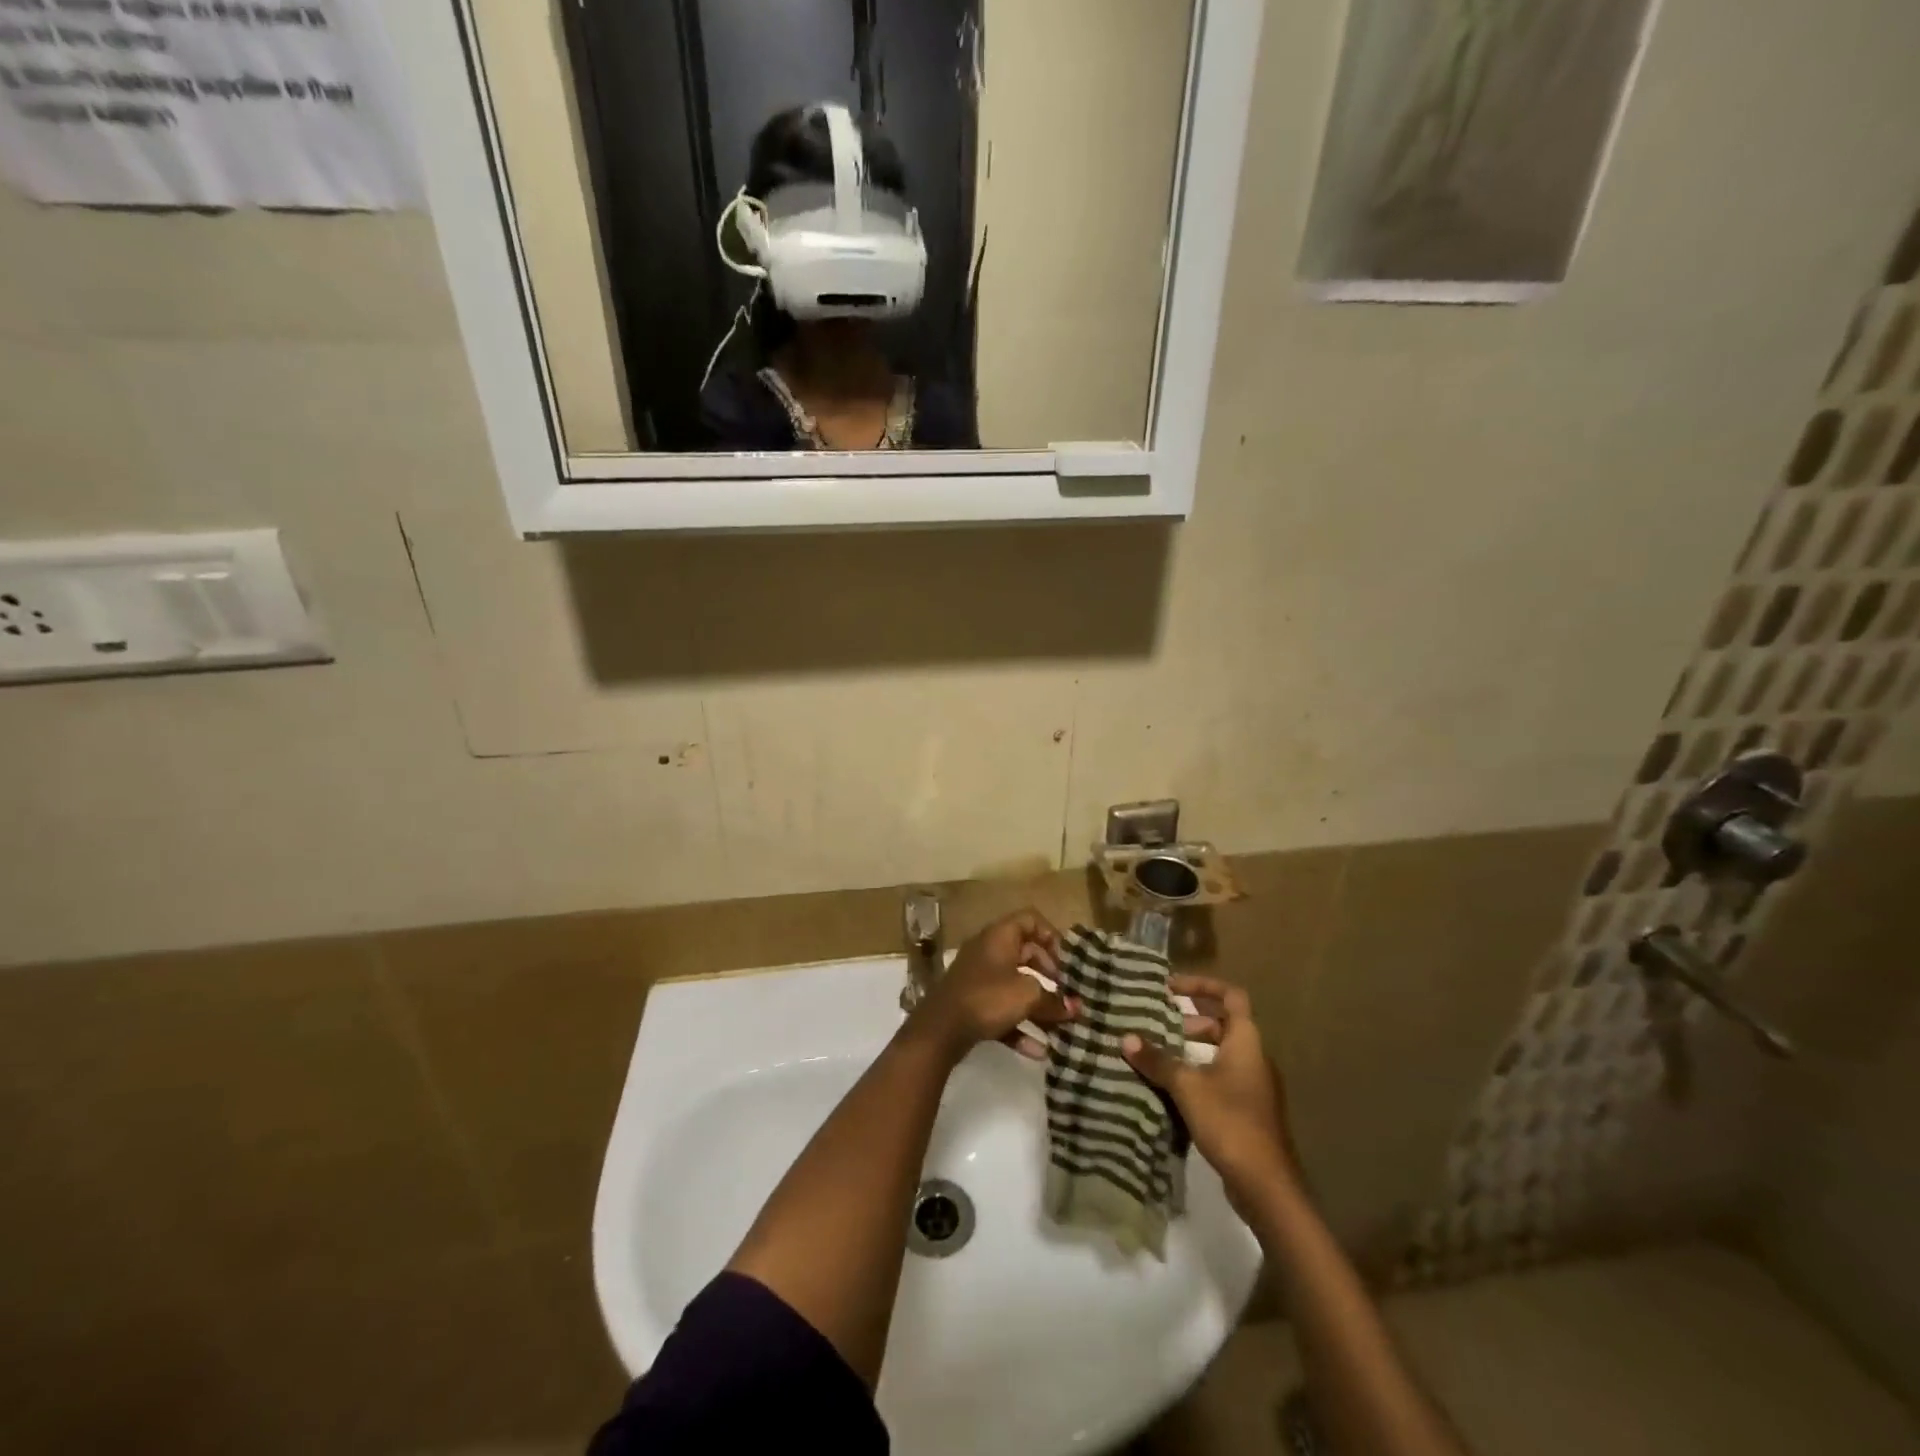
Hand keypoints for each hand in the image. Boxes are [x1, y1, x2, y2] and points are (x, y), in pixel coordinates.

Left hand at [907, 910, 1076, 1061]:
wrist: (939, 1030)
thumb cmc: (987, 998)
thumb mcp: (1027, 995)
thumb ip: (1054, 1000)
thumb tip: (1075, 1008)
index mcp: (999, 936)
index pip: (1030, 920)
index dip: (1052, 936)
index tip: (1066, 962)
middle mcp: (988, 951)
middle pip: (1026, 953)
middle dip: (1050, 974)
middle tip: (1066, 992)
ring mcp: (978, 978)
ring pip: (1015, 985)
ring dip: (1038, 1005)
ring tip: (1061, 1024)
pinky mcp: (972, 1005)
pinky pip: (1002, 1011)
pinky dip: (1020, 1026)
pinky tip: (1040, 1051)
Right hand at [1121, 974, 1296, 1215]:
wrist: (1265, 1185)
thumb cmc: (1230, 1121)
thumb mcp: (1187, 1086)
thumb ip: (1158, 1060)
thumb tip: (1126, 1038)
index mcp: (1246, 1041)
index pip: (1230, 996)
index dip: (1202, 986)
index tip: (1171, 987)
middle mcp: (1253, 1057)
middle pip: (1223, 1024)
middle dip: (1191, 1018)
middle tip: (1158, 1021)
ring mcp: (1252, 1086)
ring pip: (1220, 1053)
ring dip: (1191, 1048)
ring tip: (1158, 1052)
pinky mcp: (1246, 1110)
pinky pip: (1219, 1077)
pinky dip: (1196, 1073)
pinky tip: (1171, 1086)